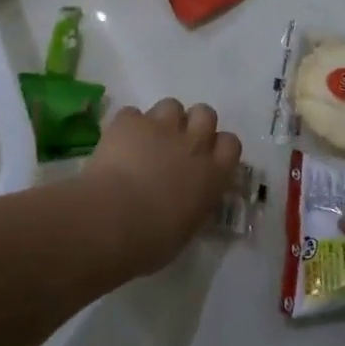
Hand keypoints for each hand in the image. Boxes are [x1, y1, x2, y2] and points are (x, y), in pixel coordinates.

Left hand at [80, 99, 241, 275]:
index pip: (231, 144)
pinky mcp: (129, 122)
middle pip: (205, 113)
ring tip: (146, 140)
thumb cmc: (153, 240)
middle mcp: (193, 144)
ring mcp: (161, 128)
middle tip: (176, 144)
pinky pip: (132, 114)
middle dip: (193, 124)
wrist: (114, 220)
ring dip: (162, 120)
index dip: (217, 146)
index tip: (205, 158)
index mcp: (213, 175)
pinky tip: (117, 143)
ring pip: (171, 105)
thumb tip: (187, 200)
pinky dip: (127, 126)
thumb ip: (194, 204)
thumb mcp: (187, 228)